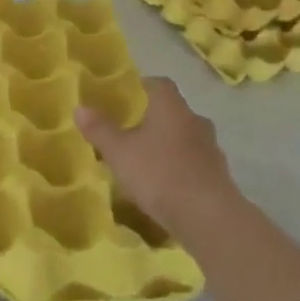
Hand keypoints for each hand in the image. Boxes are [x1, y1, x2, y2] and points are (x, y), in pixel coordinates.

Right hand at [75, 77, 239, 233]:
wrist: (208, 217)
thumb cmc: (159, 174)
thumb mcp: (119, 152)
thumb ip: (100, 129)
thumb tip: (80, 108)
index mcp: (171, 107)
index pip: (159, 83)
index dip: (142, 87)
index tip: (125, 99)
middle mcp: (195, 120)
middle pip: (173, 111)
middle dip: (153, 120)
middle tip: (129, 133)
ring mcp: (211, 148)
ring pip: (185, 138)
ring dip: (167, 146)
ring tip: (145, 163)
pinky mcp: (219, 175)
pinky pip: (194, 163)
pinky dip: (179, 168)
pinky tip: (164, 186)